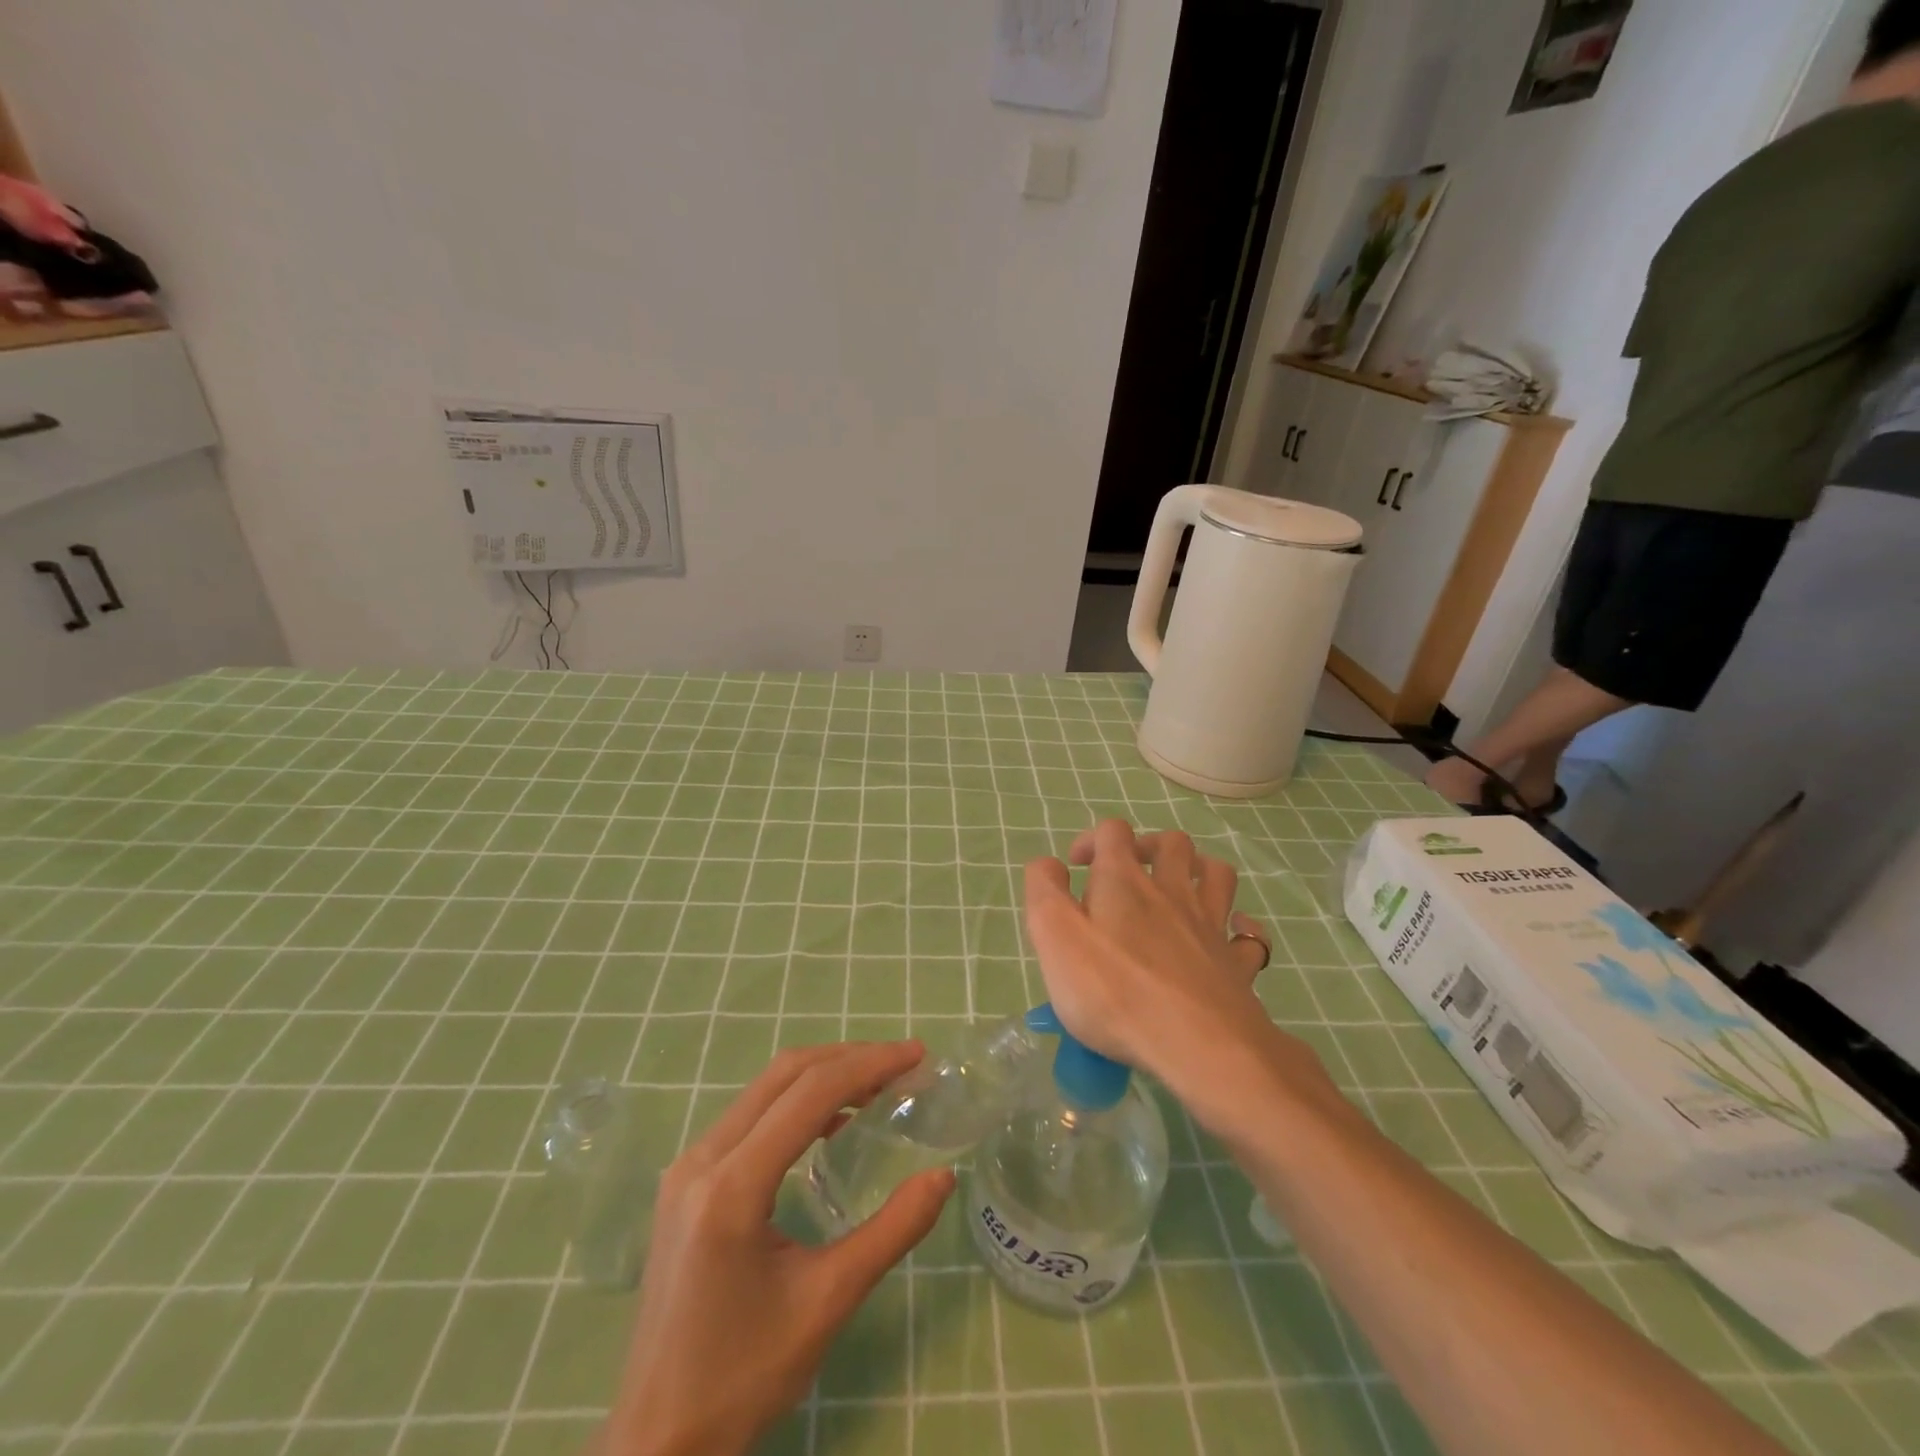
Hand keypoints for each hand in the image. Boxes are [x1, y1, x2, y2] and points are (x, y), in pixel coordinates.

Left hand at [604, 1042, 954, 1455]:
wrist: (659, 1441)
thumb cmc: (745, 1377)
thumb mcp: (829, 1302)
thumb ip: (892, 1231)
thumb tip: (944, 1177)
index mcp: (732, 1187)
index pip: (810, 1094)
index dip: (868, 1064)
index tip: (916, 1055)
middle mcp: (701, 1160)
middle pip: (784, 1075)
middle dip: (848, 1059)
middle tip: (902, 1063)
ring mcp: (686, 1167)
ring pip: (764, 1089)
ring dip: (822, 1076)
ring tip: (876, 1085)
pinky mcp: (685, 1182)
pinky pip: (748, 1116)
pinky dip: (795, 1102)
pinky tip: (829, 1123)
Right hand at [1025, 820, 1335, 1114]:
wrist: (1198, 1045)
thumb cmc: (1113, 991)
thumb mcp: (1054, 936)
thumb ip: (1044, 891)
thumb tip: (1049, 865)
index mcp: (1123, 881)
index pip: (1112, 832)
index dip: (1092, 839)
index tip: (1075, 867)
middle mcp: (1171, 891)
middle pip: (1171, 843)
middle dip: (1148, 846)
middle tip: (1128, 874)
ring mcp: (1210, 926)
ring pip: (1216, 874)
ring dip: (1198, 870)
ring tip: (1179, 888)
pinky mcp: (1236, 964)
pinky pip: (1248, 935)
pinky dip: (1240, 927)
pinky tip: (1228, 934)